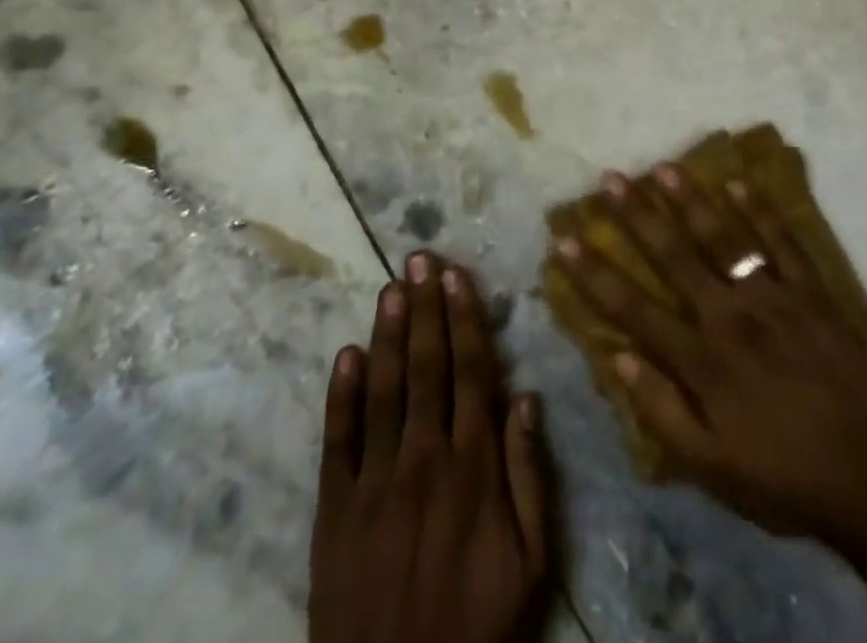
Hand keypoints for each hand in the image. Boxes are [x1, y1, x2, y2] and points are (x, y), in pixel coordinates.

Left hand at [309, 252, 551, 642]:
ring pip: (384, 390)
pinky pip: (338, 442)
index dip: (465, 318)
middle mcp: (426, 457)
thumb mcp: (532, 563)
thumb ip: (530, 475)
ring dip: (387, 334)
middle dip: (424, 308)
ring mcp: (376, 481)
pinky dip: (341, 395)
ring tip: (389, 288)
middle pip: (427, 366)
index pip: (472, 370)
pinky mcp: (334, 511)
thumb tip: (527, 397)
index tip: (456, 276)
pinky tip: (346, 354)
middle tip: (419, 260)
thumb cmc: (477, 626)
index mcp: (475, 465)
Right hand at [550, 164, 866, 555]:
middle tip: (612, 179)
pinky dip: (761, 211)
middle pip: (674, 256)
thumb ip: (662, 411)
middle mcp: (729, 315)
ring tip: (665, 167)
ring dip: (691, 200)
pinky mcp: (811, 291)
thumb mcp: (711, 468)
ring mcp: (772, 296)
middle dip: (637, 216)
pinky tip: (740, 182)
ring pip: (724, 237)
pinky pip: (782, 242)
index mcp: (701, 359)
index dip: (596, 274)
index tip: (566, 240)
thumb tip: (619, 358)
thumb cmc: (782, 475)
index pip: (634, 308)